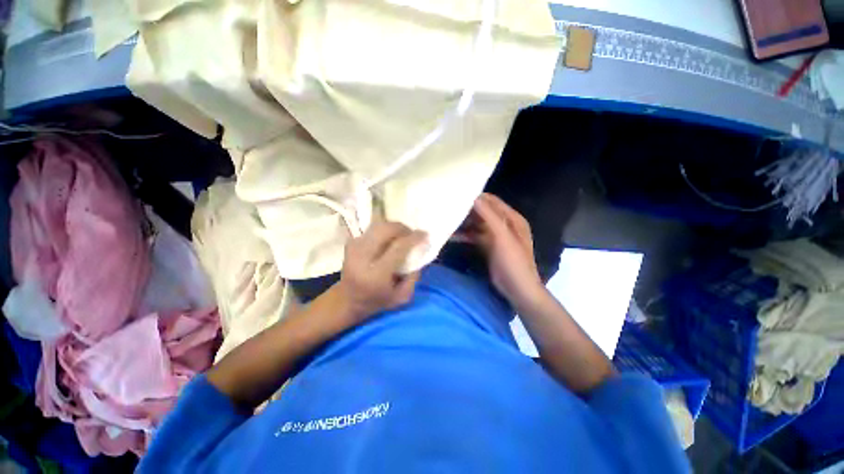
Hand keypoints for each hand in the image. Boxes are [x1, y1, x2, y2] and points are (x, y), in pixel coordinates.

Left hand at [335, 220, 426, 321]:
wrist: (348, 300)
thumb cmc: (377, 301)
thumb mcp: (402, 296)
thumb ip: (414, 276)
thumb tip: (420, 250)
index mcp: (376, 274)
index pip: (398, 247)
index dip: (413, 238)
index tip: (424, 235)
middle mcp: (362, 257)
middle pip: (386, 230)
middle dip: (403, 228)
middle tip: (411, 234)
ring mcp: (354, 248)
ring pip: (379, 226)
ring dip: (394, 227)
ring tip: (401, 236)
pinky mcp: (350, 243)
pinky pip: (372, 229)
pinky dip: (384, 231)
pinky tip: (389, 239)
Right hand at [454, 193, 543, 309]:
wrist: (518, 290)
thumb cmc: (513, 262)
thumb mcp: (502, 237)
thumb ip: (489, 216)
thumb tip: (473, 197)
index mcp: (512, 218)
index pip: (491, 201)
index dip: (475, 197)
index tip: (456, 196)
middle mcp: (504, 224)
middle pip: (483, 211)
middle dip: (467, 210)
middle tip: (447, 208)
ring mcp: (495, 236)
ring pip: (477, 224)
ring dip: (464, 223)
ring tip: (446, 221)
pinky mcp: (488, 246)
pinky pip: (475, 236)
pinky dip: (465, 235)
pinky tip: (451, 236)